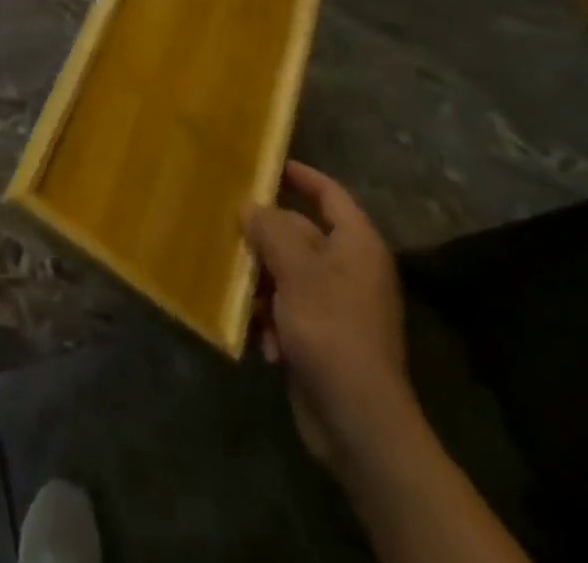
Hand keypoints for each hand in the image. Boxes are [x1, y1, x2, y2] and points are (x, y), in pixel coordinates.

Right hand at [245, 162, 415, 465]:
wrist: (359, 423)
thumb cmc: (331, 330)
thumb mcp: (296, 271)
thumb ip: (271, 230)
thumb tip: (250, 206)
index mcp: (356, 245)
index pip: (329, 193)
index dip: (300, 176)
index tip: (265, 165)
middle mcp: (351, 269)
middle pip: (300, 234)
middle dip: (264, 240)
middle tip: (228, 233)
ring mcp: (339, 305)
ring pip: (288, 273)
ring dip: (262, 284)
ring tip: (241, 294)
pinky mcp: (324, 338)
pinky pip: (290, 310)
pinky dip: (272, 319)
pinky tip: (261, 338)